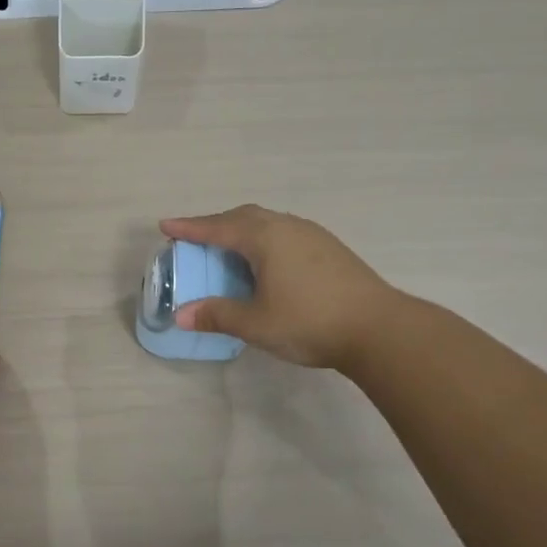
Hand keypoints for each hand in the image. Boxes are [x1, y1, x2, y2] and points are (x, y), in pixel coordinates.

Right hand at [161, 205, 400, 369]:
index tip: (165, 225)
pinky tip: (267, 261)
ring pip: (267, 222)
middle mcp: (287, 227)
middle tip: (195, 238)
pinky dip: (264, 239)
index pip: (217, 228)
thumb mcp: (256, 324)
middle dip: (216, 224)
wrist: (381, 329)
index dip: (189, 228)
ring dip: (242, 230)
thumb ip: (218, 315)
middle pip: (243, 216)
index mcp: (265, 238)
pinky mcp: (330, 248)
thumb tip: (182, 315)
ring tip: (229, 249)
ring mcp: (312, 235)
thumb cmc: (310, 322)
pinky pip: (285, 232)